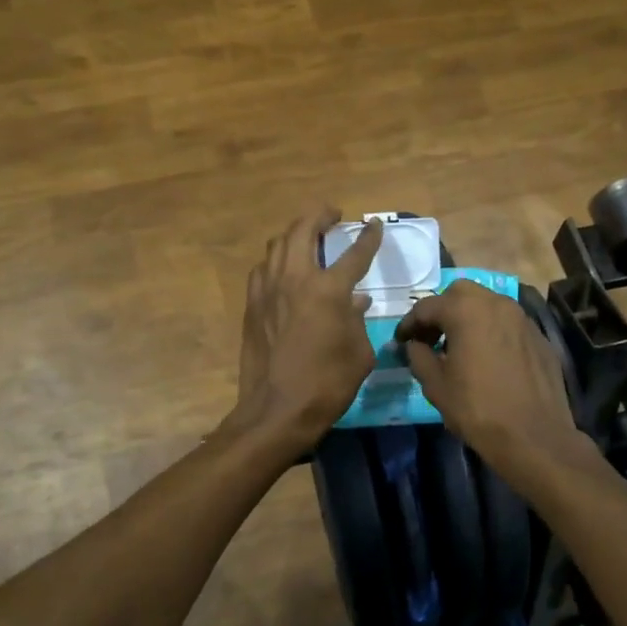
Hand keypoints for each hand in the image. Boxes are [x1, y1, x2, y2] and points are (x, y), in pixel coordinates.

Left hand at [225, 209, 383, 452]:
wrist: (277, 410)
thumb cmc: (327, 384)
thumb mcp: (359, 354)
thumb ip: (358, 320)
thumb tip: (356, 301)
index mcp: (329, 290)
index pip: (354, 253)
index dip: (368, 237)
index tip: (374, 225)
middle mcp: (296, 279)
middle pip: (304, 230)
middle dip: (319, 216)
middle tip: (332, 215)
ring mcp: (268, 290)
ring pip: (278, 244)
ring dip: (294, 233)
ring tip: (307, 236)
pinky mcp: (252, 305)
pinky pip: (263, 269)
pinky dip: (276, 260)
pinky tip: (283, 269)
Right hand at [395, 280, 589, 480]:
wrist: (534, 437)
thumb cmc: (477, 409)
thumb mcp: (435, 385)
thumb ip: (418, 356)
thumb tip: (413, 345)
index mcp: (466, 310)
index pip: (427, 306)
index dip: (409, 324)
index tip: (400, 341)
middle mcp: (496, 303)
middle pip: (460, 293)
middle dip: (441, 310)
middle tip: (430, 337)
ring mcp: (522, 319)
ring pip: (487, 304)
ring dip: (468, 317)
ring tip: (458, 347)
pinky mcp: (539, 337)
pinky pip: (508, 324)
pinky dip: (491, 331)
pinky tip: (487, 358)